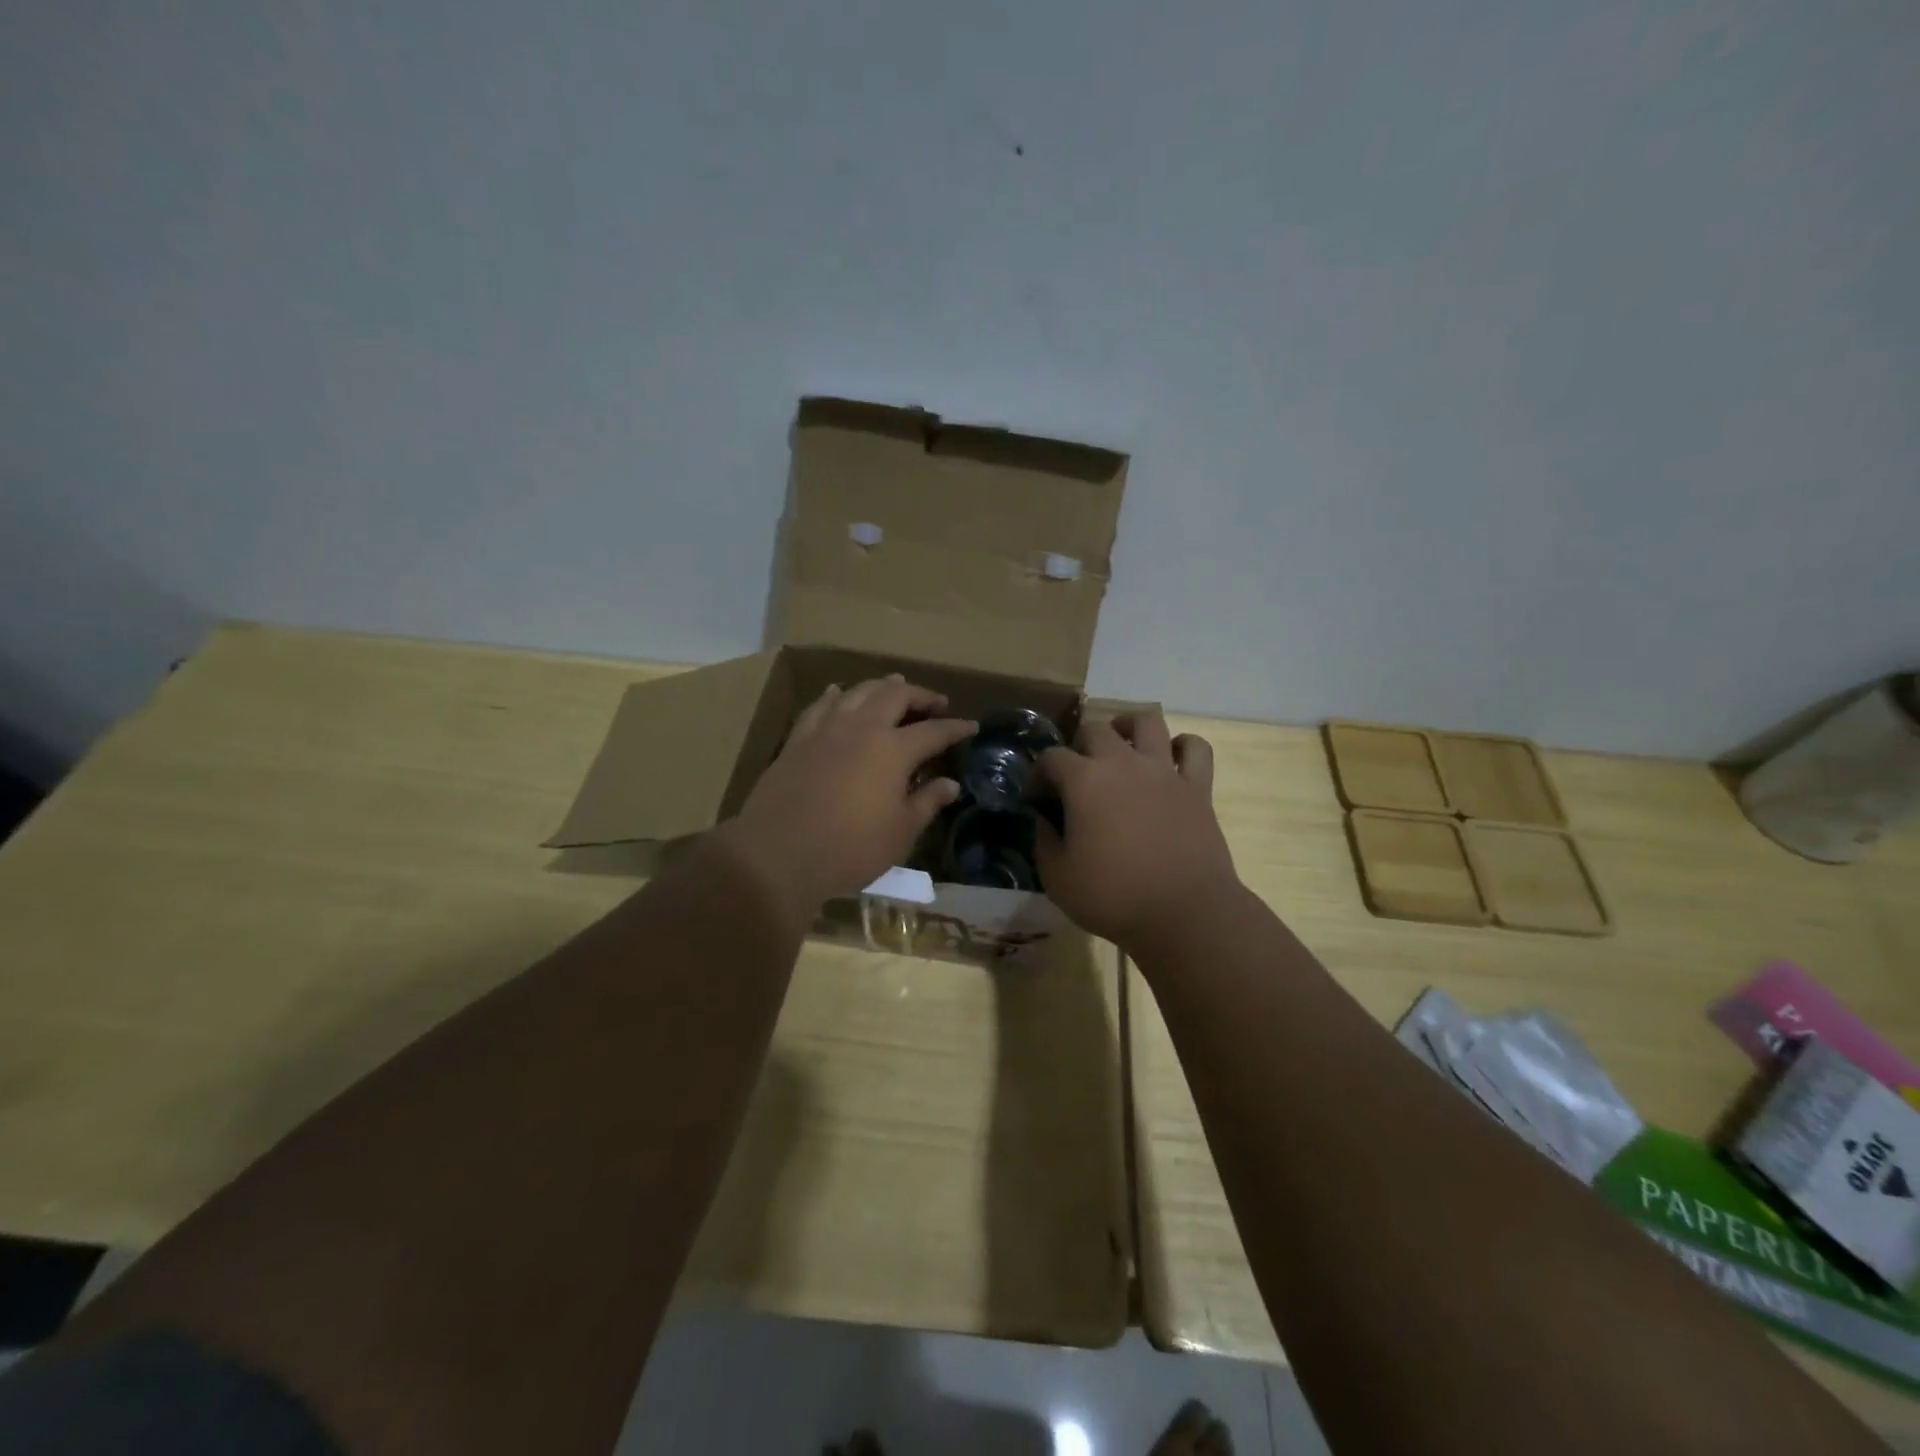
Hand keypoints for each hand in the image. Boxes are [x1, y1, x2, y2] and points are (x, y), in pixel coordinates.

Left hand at [716, 675, 975, 918]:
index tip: (971, 725)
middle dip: (920, 695)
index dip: (955, 728)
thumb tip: (950, 784)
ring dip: (881, 687)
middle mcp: (861, 728)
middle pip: (895, 696)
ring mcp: (826, 730)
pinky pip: (820, 706)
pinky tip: (838, 693)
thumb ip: (927, 802)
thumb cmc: (850, 849)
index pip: (934, 731)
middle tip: (935, 702)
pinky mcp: (797, 740)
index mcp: (893, 750)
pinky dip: (835, 695)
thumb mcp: (900, 833)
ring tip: (894, 686)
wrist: (778, 854)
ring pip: (857, 692)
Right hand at [1036, 712, 1240, 950]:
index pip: (1051, 757)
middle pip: (1095, 729)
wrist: (1185, 913)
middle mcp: (1123, 763)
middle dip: (1079, 745)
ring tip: (1121, 745)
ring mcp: (1164, 771)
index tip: (1037, 794)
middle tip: (1076, 772)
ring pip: (1147, 721)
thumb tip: (1043, 819)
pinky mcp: (1197, 787)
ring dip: (1128, 727)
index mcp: (1084, 781)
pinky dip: (1182, 746)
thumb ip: (1044, 842)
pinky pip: (1195, 748)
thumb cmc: (1114, 897)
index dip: (1039, 772)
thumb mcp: (1058, 878)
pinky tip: (1170, 760)